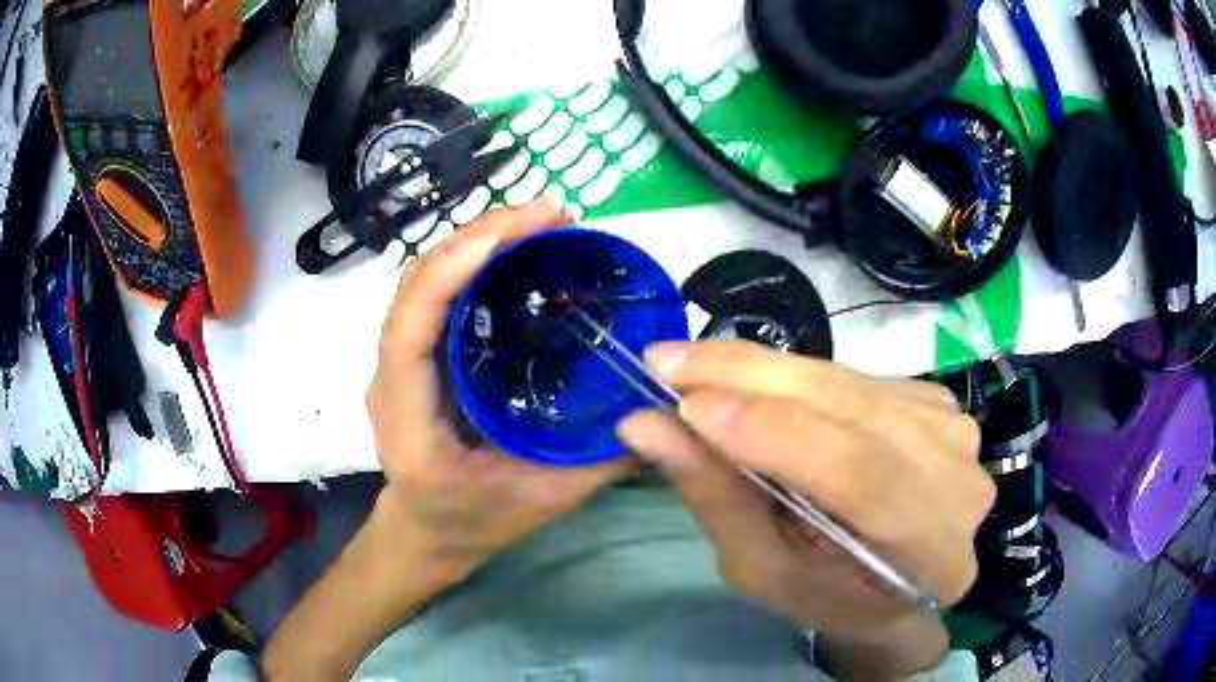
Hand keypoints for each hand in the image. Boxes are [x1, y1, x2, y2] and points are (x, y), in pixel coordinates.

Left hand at [366, 200, 632, 584]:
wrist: (427, 531)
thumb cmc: (474, 522)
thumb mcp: (543, 501)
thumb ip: (599, 459)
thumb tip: (657, 403)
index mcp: (409, 425)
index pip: (408, 333)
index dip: (449, 272)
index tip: (513, 233)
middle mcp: (390, 382)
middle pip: (414, 288)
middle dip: (477, 238)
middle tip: (549, 215)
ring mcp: (398, 363)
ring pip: (423, 281)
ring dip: (476, 241)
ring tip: (539, 224)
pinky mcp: (415, 354)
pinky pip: (436, 294)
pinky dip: (473, 262)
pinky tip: (517, 253)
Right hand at [618, 341, 993, 641]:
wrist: (893, 579)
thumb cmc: (828, 595)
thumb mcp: (765, 570)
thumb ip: (718, 498)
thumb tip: (645, 425)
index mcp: (932, 551)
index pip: (860, 474)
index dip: (773, 433)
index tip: (684, 403)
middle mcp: (958, 478)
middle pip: (853, 410)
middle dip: (753, 380)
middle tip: (667, 361)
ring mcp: (955, 431)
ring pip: (848, 383)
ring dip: (766, 373)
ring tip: (696, 370)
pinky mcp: (936, 401)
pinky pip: (854, 377)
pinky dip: (797, 378)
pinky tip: (758, 389)